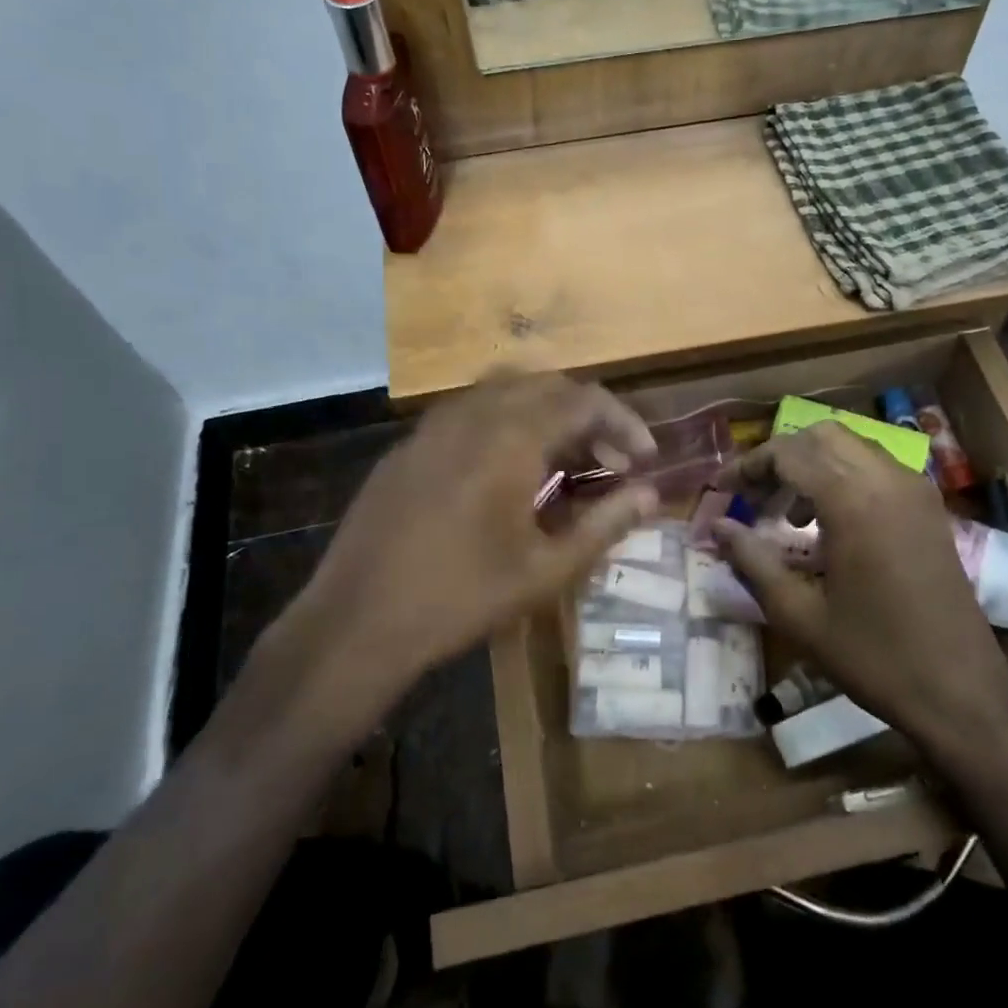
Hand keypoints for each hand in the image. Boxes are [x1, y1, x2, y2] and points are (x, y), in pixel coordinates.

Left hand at [243, 375, 660, 742]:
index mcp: (511, 435)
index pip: (585, 400)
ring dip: (546, 415)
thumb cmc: (462, 597)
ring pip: (506, 393)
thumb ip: (605, 523)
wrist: (357, 621)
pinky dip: (506, 424)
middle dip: (588, 416)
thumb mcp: (546, 568)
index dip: (625, 424)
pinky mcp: (408, 446)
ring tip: (565, 464)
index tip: (645, 459)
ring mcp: (433, 425)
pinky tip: (508, 473)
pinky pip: (469, 413)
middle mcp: (472, 413)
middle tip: (611, 463)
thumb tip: (651, 495)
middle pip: (548, 385)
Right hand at [714, 423, 1007, 779]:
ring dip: (813, 464)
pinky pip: (877, 467)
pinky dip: (843, 475)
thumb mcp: (798, 614)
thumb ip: (752, 561)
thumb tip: (716, 526)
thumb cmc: (873, 656)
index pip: (788, 453)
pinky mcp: (929, 507)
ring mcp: (914, 490)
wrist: (961, 690)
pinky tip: (830, 522)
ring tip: (788, 513)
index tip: (721, 491)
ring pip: (851, 446)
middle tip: (755, 497)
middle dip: (781, 457)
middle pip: (821, 435)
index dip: (748, 466)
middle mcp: (887, 480)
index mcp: (853, 501)